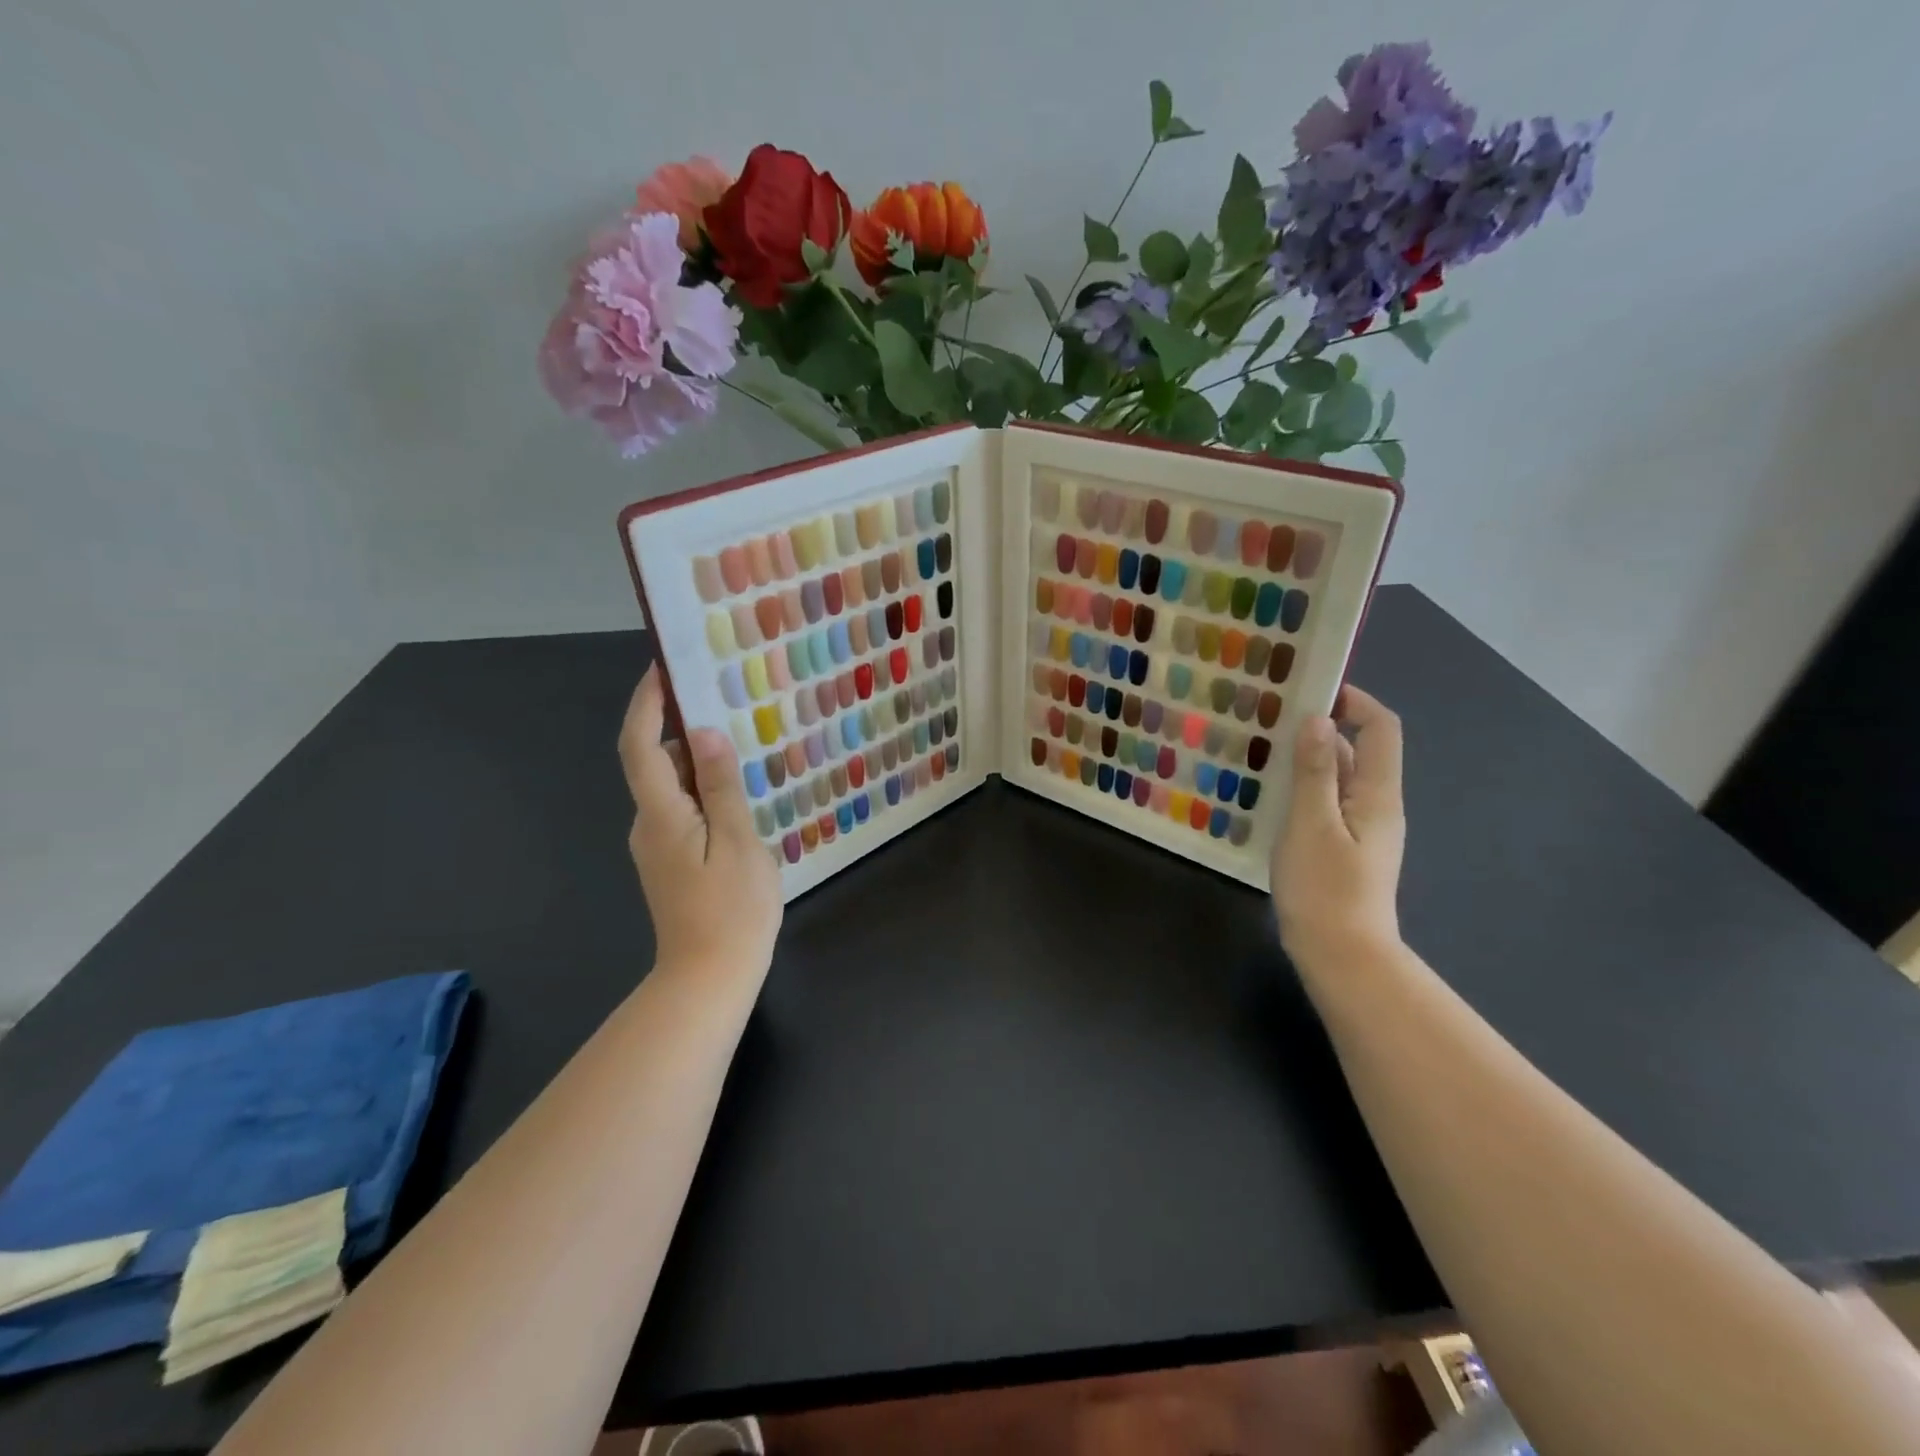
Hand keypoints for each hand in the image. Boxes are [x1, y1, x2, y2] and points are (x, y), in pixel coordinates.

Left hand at [618, 665, 782, 982]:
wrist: (708, 979)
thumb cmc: (731, 909)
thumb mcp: (738, 840)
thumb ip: (721, 785)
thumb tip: (703, 733)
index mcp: (660, 814)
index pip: (640, 746)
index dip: (647, 704)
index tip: (664, 668)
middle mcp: (649, 825)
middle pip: (657, 764)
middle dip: (684, 731)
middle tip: (728, 706)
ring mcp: (658, 847)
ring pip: (674, 790)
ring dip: (701, 765)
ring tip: (745, 750)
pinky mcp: (673, 863)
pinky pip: (685, 813)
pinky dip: (707, 794)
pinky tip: (742, 798)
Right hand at [1271, 684, 1405, 969]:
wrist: (1342, 957)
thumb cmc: (1325, 888)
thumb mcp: (1311, 823)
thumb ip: (1315, 770)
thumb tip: (1319, 719)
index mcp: (1377, 793)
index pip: (1380, 728)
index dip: (1354, 702)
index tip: (1311, 690)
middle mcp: (1376, 805)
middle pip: (1357, 751)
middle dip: (1320, 728)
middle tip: (1271, 719)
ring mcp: (1360, 830)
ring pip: (1337, 779)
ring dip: (1307, 760)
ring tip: (1261, 751)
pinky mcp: (1342, 849)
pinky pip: (1325, 804)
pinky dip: (1302, 790)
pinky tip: (1268, 796)